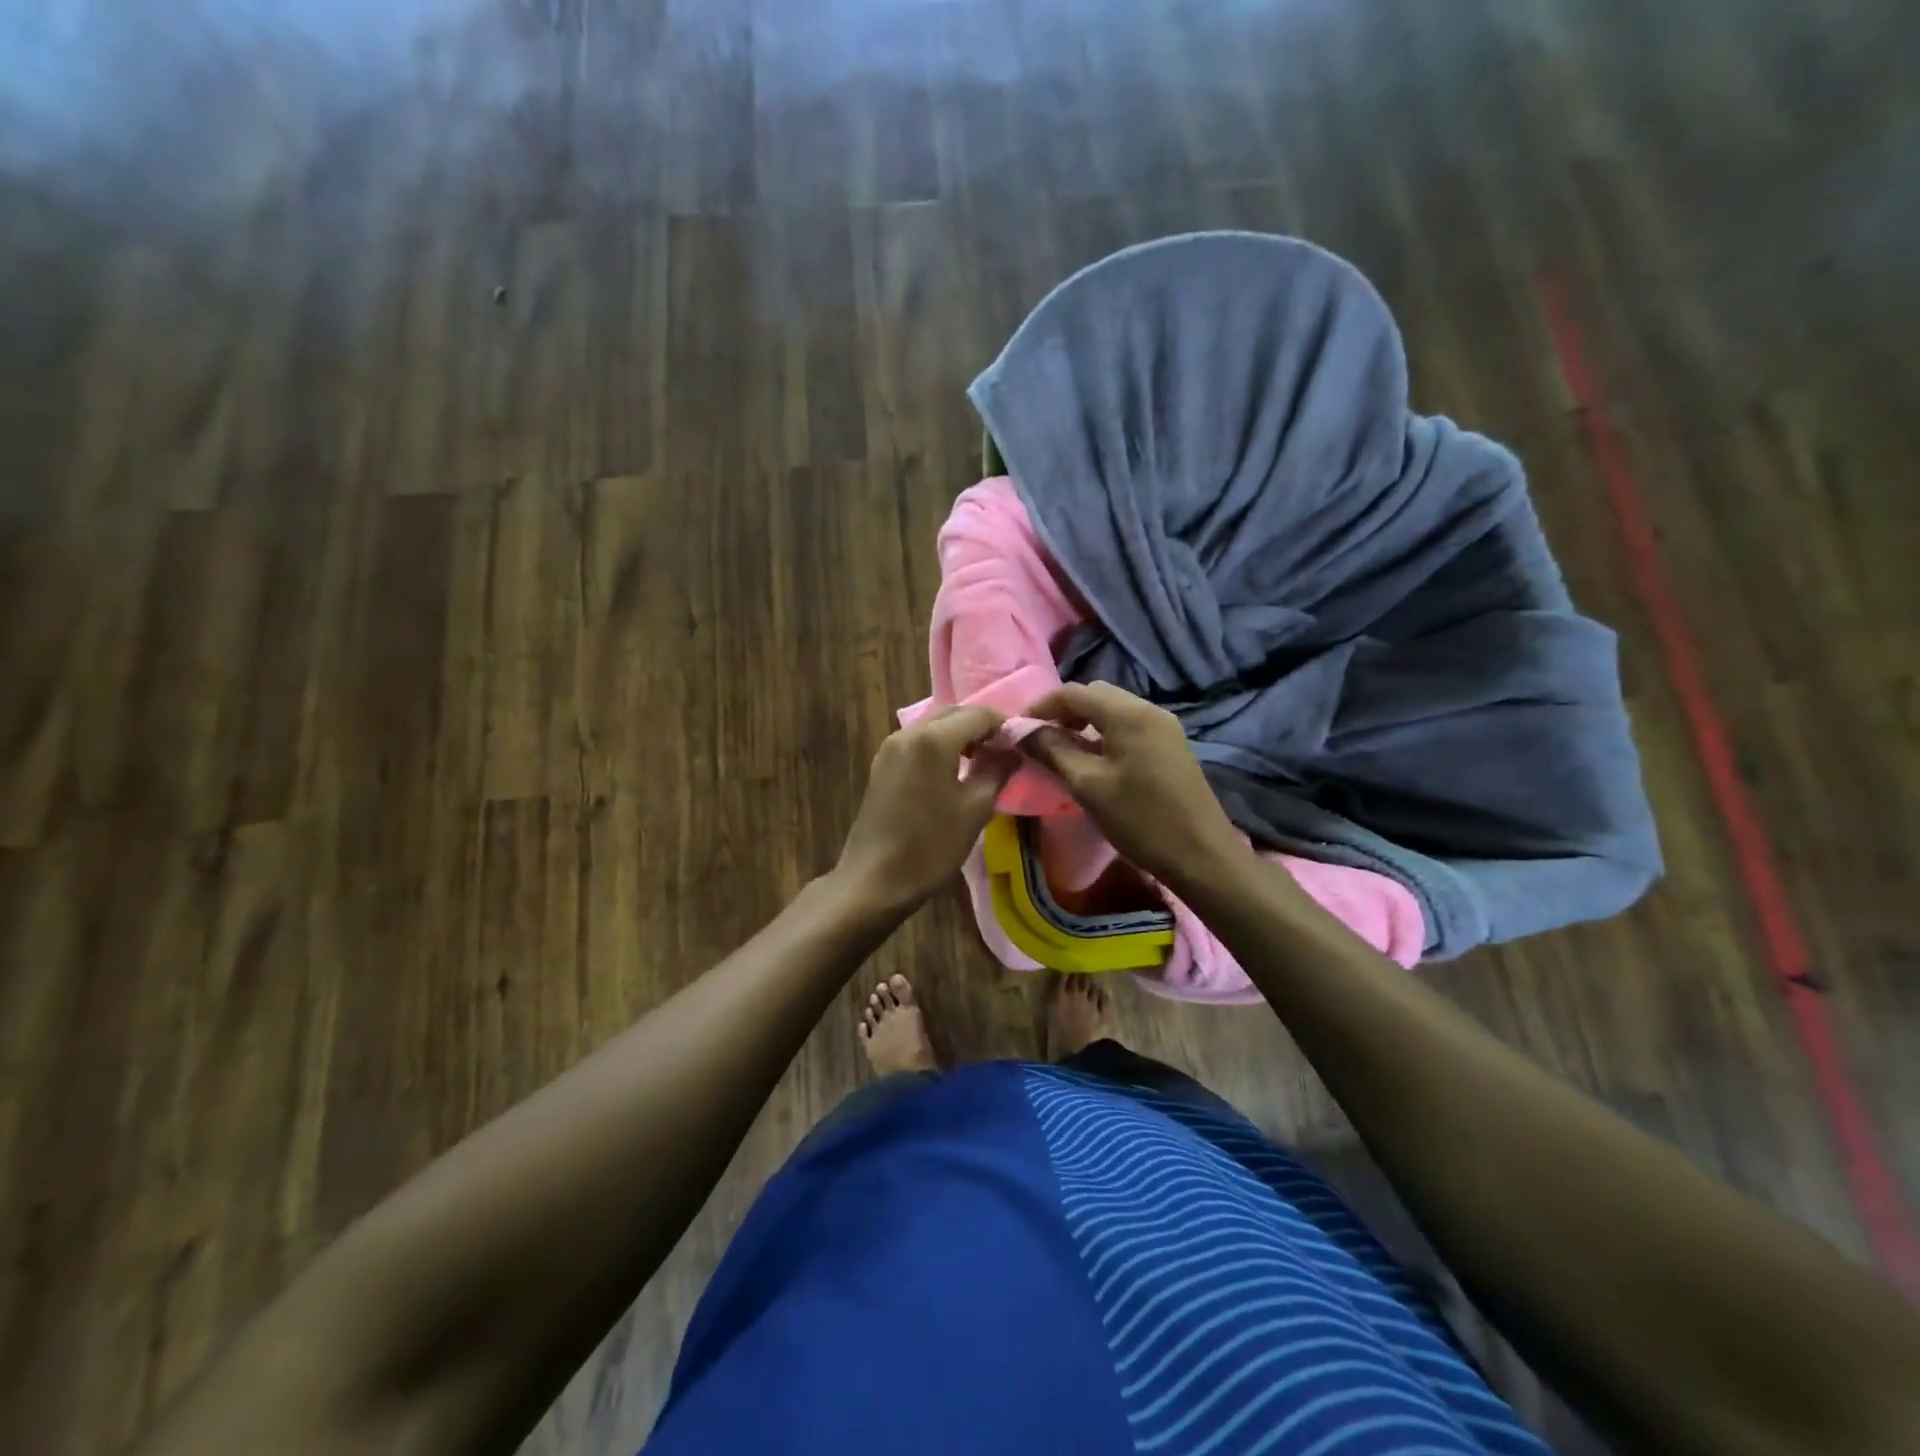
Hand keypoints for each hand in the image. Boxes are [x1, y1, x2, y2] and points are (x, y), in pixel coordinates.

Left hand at [833, 706, 1018, 913]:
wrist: (874, 880)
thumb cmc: (930, 846)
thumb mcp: (975, 810)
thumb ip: (998, 771)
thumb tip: (1012, 751)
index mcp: (933, 739)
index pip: (979, 714)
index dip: (1004, 724)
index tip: (1022, 743)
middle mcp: (908, 732)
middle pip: (953, 714)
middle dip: (981, 727)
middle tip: (1005, 751)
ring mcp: (890, 747)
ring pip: (934, 726)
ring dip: (960, 736)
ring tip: (983, 761)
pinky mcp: (881, 764)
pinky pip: (918, 742)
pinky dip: (940, 747)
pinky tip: (953, 771)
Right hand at [1022, 682, 1244, 888]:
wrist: (1202, 856)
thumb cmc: (1141, 820)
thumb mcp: (1088, 786)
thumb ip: (1053, 751)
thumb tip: (1023, 731)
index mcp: (1128, 714)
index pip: (1074, 692)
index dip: (1041, 706)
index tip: (1018, 729)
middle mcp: (1148, 709)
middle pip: (1095, 695)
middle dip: (1063, 712)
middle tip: (1039, 739)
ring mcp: (1164, 726)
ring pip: (1112, 711)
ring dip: (1083, 723)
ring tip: (1061, 751)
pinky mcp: (1170, 745)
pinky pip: (1128, 726)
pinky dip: (1104, 734)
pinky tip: (1093, 761)